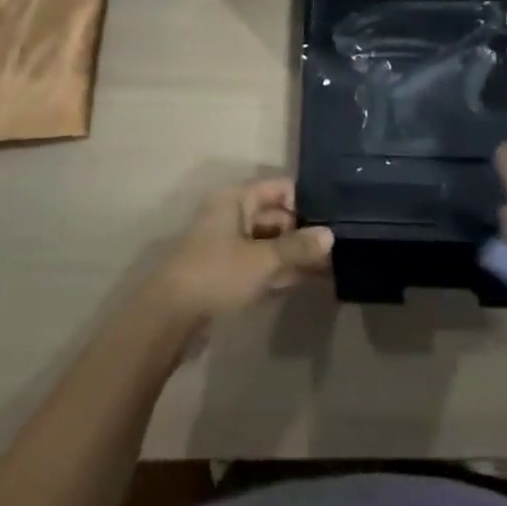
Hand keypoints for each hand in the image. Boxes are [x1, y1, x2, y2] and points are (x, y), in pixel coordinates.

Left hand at [150, 178, 332, 324]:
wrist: (168, 317)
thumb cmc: (216, 274)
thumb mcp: (261, 260)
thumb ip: (297, 247)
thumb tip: (330, 235)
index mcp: (237, 199)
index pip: (280, 189)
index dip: (307, 201)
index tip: (335, 217)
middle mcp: (233, 215)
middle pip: (276, 216)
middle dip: (304, 232)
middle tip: (338, 247)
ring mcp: (229, 244)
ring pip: (270, 242)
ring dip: (295, 253)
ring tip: (331, 264)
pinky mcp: (227, 272)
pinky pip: (261, 263)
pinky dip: (281, 269)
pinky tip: (307, 278)